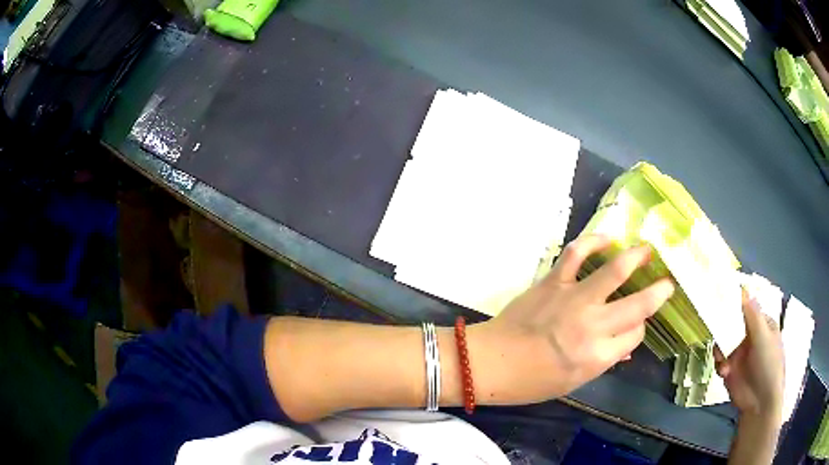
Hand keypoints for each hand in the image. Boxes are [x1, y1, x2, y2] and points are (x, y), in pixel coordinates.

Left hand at [480, 235, 674, 400]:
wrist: (490, 362)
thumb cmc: (531, 381)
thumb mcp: (574, 381)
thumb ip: (605, 360)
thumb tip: (628, 344)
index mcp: (599, 356)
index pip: (636, 334)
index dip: (641, 327)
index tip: (638, 323)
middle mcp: (594, 326)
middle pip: (639, 304)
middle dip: (659, 292)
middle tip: (667, 282)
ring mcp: (574, 300)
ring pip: (615, 270)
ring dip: (637, 256)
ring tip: (647, 250)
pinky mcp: (553, 282)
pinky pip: (577, 253)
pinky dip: (593, 241)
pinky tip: (606, 239)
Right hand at [715, 295, 784, 420]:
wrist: (760, 402)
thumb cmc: (768, 364)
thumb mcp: (763, 337)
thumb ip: (752, 314)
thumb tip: (743, 288)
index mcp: (761, 323)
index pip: (746, 307)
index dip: (734, 302)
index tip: (719, 297)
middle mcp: (750, 335)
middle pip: (732, 324)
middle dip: (723, 327)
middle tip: (715, 330)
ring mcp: (739, 353)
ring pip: (723, 342)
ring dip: (720, 348)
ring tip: (721, 359)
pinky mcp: (730, 369)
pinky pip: (719, 360)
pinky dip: (719, 364)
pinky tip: (724, 372)